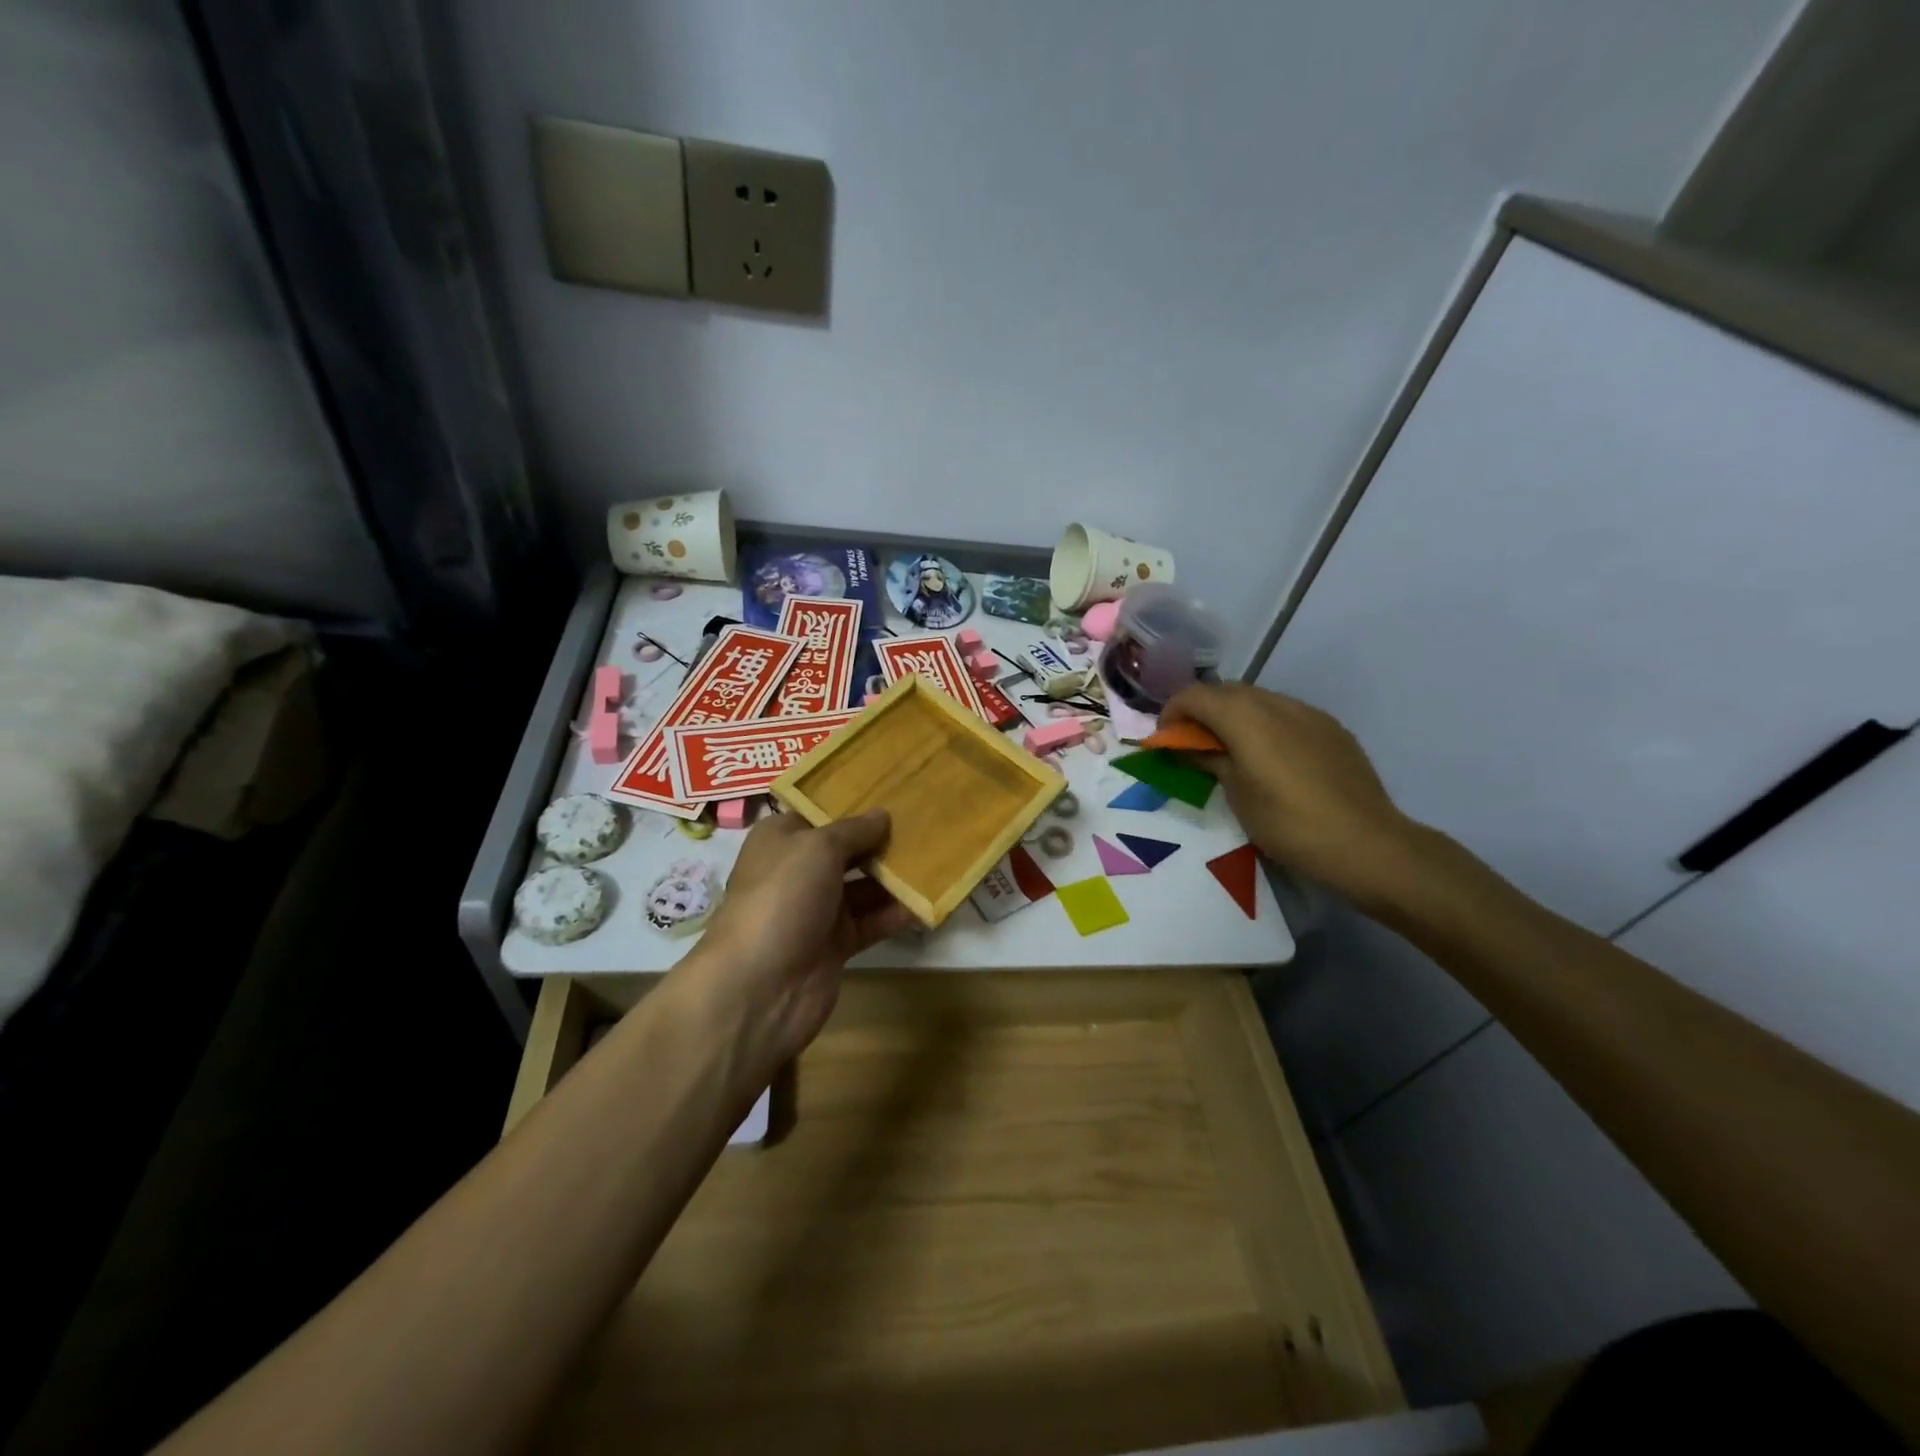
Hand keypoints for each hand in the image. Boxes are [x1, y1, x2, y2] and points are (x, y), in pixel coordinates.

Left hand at [677, 809, 914, 1081]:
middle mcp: (798, 871)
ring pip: (864, 886)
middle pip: (847, 850)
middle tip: (929, 823)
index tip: (896, 792)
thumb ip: (854, 830)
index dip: (855, 803)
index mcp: (782, 840)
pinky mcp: (836, 945)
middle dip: (882, 839)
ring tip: (939, 857)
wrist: (760, 986)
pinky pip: (872, 921)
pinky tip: (930, 899)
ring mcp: (817, 910)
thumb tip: (882, 815)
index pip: (821, 813)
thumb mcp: (818, 847)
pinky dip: (897, 913)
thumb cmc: (783, 897)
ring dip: (896, 876)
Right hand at [1161, 682, 1423, 908]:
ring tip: (1230, 750)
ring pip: (1259, 699)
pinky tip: (1270, 758)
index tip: (1165, 739)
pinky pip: (1286, 714)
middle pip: (1227, 691)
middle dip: (1202, 710)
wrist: (1366, 844)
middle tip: (1192, 743)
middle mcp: (1277, 703)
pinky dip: (1265, 724)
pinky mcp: (1332, 729)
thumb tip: (1189, 746)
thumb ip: (1210, 760)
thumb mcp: (1237, 794)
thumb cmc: (1289, 823)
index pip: (1196, 695)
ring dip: (1234, 715)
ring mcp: (1310, 713)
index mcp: (1246, 718)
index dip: (1172, 712)